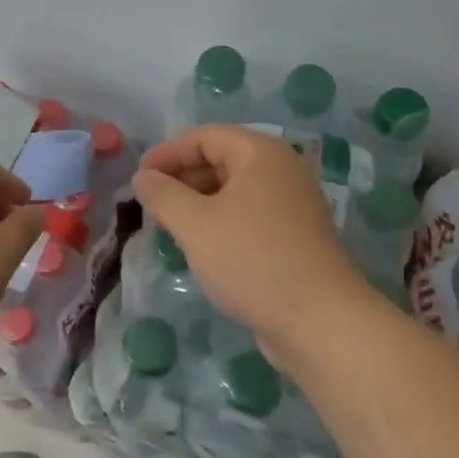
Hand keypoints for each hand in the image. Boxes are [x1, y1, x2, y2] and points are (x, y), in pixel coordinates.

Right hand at [134, 125, 369, 356]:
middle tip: (151, 205)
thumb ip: (163, 195)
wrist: (319, 321)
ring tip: (169, 227)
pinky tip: (202, 247)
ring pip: (235, 190)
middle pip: (222, 159)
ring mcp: (293, 204)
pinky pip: (249, 215)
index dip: (168, 152)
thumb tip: (143, 177)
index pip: (206, 136)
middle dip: (182, 178)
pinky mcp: (296, 236)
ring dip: (199, 203)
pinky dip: (221, 222)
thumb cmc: (252, 260)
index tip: (139, 178)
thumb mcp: (195, 225)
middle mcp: (282, 170)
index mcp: (261, 154)